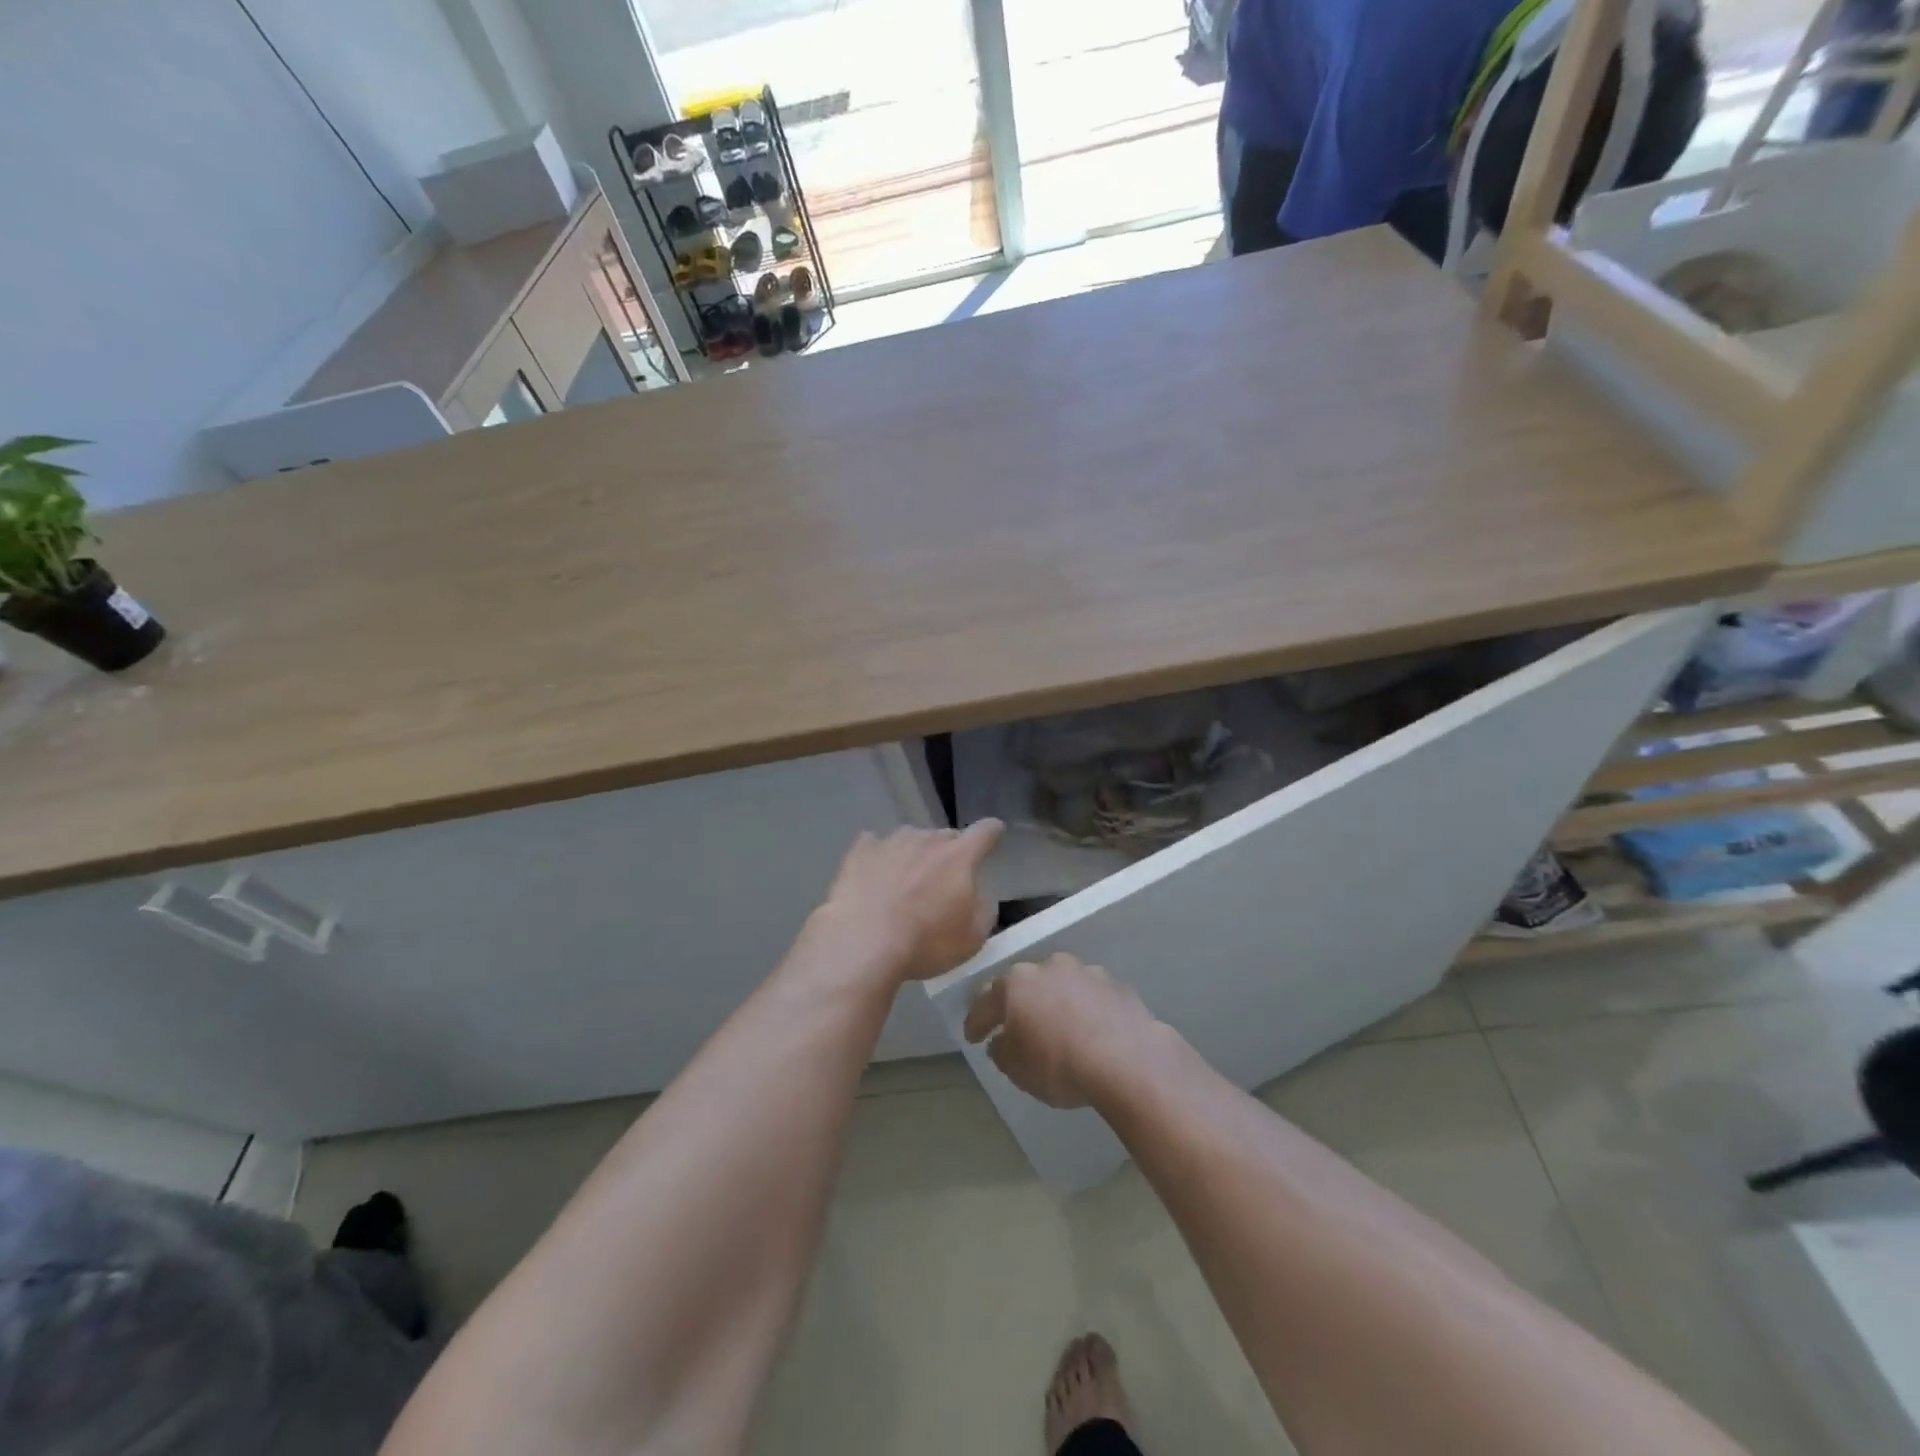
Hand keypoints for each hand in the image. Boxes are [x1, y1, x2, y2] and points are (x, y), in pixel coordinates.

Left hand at [817, 822, 1003, 982]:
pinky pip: (875, 845)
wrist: (863, 942)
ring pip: (911, 839)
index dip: (992, 832)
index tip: (994, 833)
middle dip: (949, 854)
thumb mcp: (972, 938)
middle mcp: (927, 839)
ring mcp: (891, 841)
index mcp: (959, 857)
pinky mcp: (860, 851)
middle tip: (942, 882)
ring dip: (914, 855)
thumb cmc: (925, 942)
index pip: (985, 832)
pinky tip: (874, 876)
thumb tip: (979, 895)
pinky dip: (879, 857)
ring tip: (905, 883)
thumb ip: (984, 910)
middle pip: (945, 837)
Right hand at [962, 953, 1163, 1108]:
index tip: (973, 1038)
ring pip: (1061, 985)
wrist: (1128, 1060)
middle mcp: (1049, 966)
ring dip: (1055, 1003)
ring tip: (1058, 1029)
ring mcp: (1086, 972)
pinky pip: (1091, 997)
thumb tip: (1001, 1041)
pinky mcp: (1116, 985)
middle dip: (1018, 1004)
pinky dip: (1086, 1010)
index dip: (976, 1021)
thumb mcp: (1017, 1070)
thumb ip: (1001, 1051)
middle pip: (1025, 984)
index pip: (985, 1000)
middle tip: (1015, 1027)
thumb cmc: (1059, 1065)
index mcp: (1016, 983)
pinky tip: (1091, 1031)